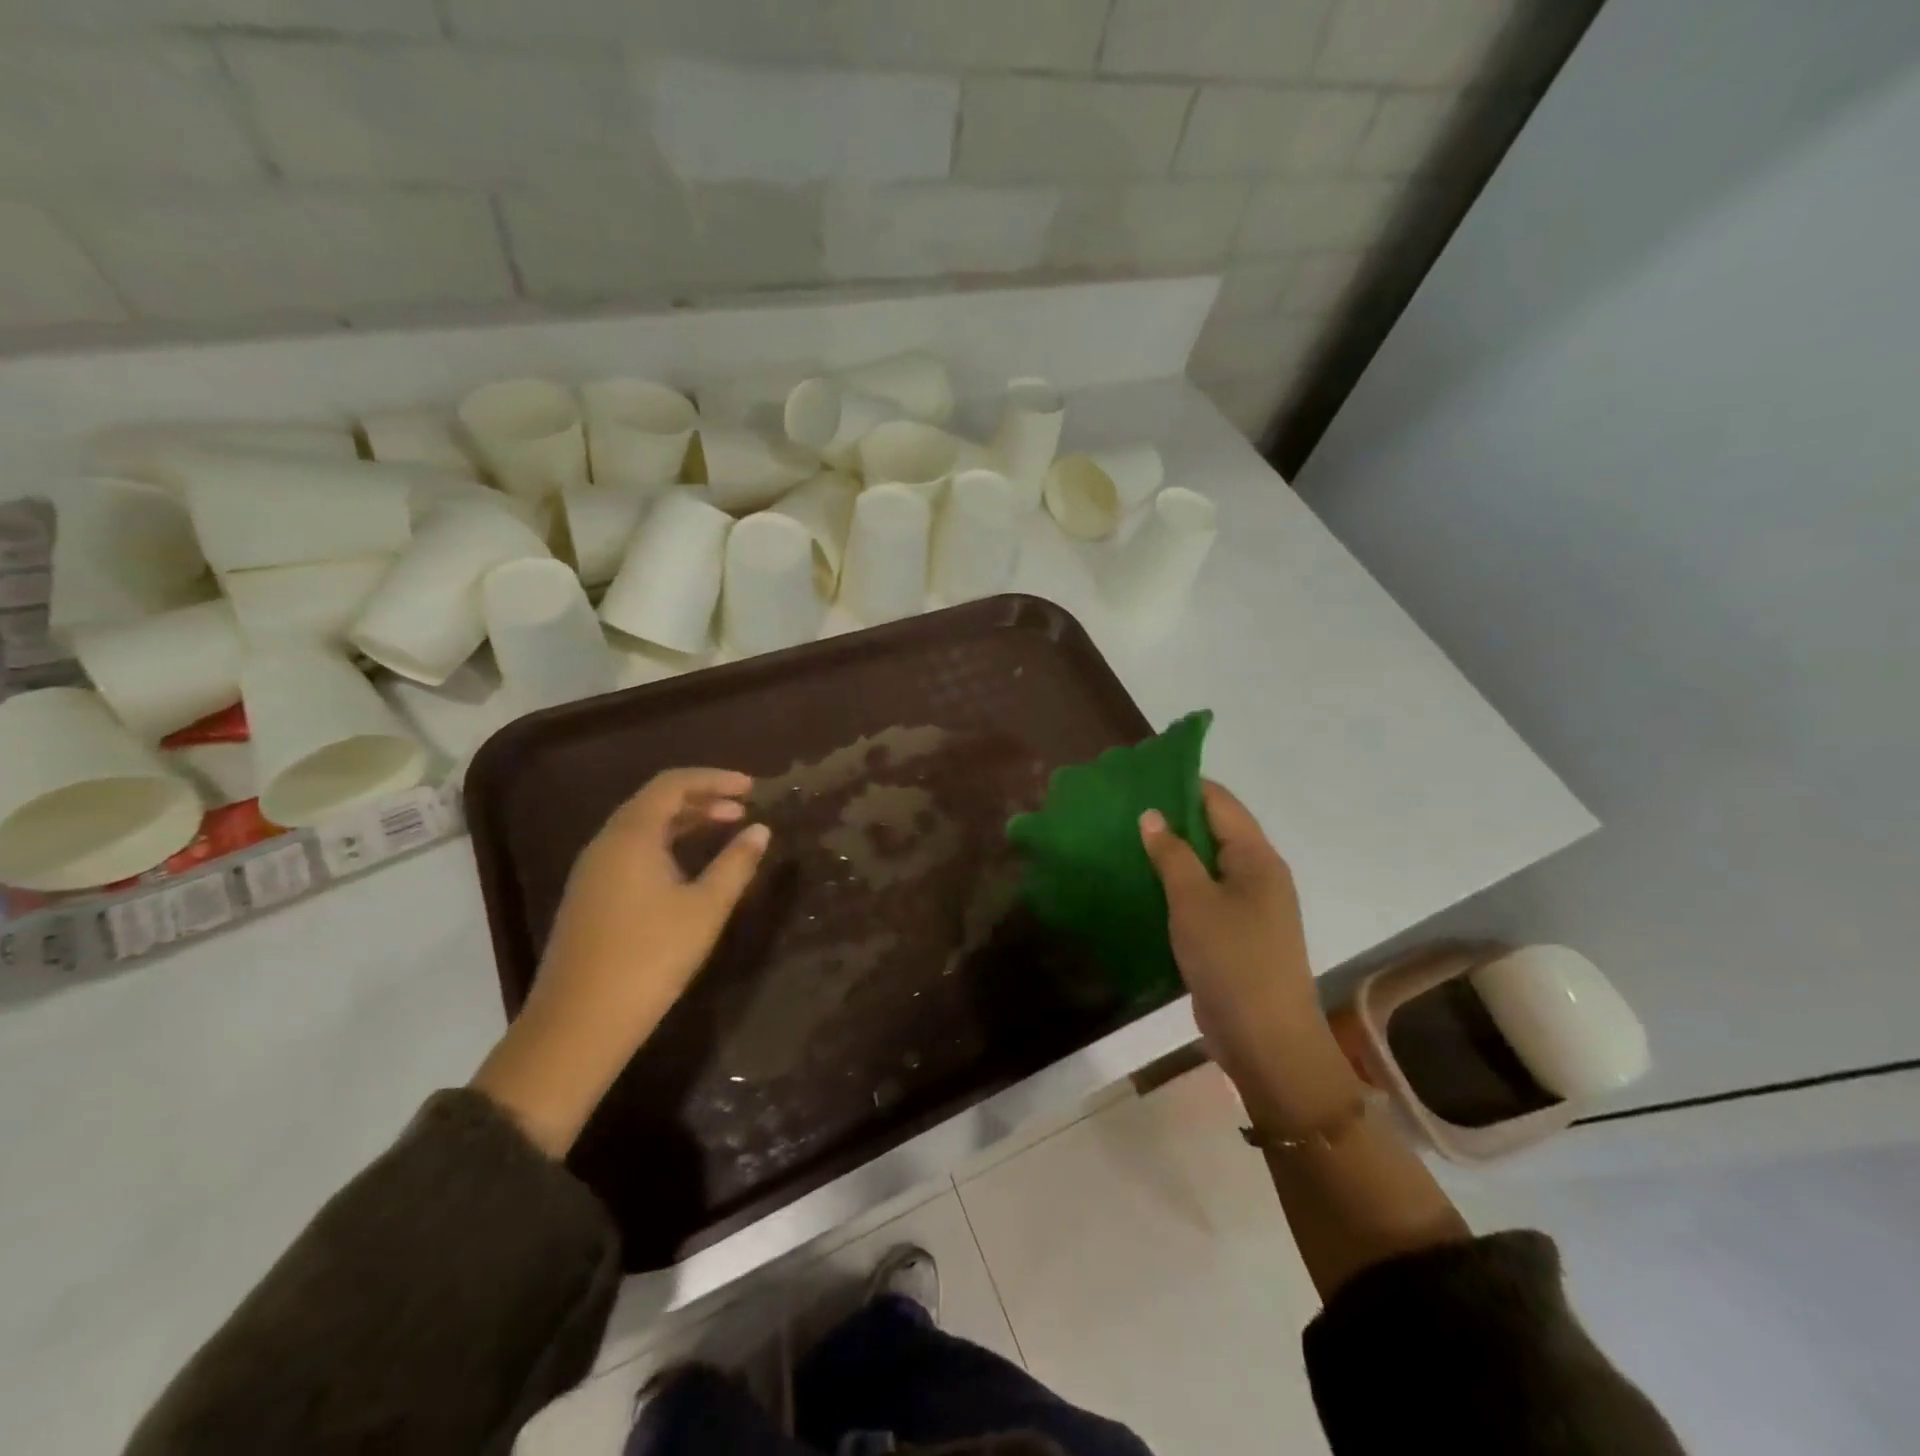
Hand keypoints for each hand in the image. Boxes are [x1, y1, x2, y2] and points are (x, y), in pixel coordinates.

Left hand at [473, 768, 769, 1154]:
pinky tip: (687, 868)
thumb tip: (760, 831)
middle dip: (702, 798)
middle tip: (743, 810)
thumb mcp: (705, 909)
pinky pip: (631, 850)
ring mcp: (592, 871)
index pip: (673, 784)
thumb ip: (736, 864)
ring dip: (684, 822)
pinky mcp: (589, 897)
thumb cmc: (650, 957)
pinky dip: (666, 844)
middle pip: (655, 801)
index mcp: (631, 835)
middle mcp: (606, 843)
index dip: (714, 779)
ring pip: (642, 828)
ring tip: (723, 831)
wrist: (579, 1024)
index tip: (752, 788)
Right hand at [1140, 782, 1355, 1126]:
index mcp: (1257, 858)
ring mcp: (1247, 907)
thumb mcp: (1194, 901)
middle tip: (1123, 810)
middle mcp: (1257, 875)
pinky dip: (1175, 886)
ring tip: (1124, 841)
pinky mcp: (1233, 935)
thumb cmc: (1232, 960)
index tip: (1140, 778)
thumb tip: (1152, 815)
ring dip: (1170, 854)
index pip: (1220, 802)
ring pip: (1205, 866)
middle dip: (1171, 819)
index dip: (1183, 785)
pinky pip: (1202, 896)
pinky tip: (1141, 885)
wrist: (1266, 1041)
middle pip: (1213, 831)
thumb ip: (1172, 854)